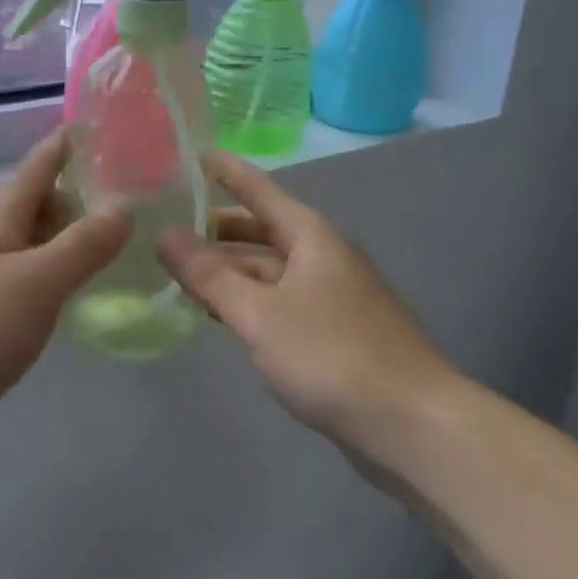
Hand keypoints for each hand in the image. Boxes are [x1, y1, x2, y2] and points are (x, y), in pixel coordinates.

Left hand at [0, 130, 130, 438]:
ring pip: (19, 239)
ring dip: (54, 234)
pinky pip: (16, 276)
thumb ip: (82, 246)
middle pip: (25, 200)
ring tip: (94, 245)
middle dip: (64, 192)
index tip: (96, 125)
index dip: (64, 144)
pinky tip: (58, 295)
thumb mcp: (36, 282)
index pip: (37, 167)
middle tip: (112, 201)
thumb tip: (126, 205)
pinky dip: (43, 273)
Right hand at [158, 151, 462, 445]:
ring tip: (177, 270)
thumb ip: (210, 276)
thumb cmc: (333, 355)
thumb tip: (164, 236)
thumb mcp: (260, 314)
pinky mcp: (332, 332)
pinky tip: (218, 313)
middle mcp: (322, 256)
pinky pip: (278, 301)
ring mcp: (330, 295)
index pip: (259, 189)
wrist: (413, 424)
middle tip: (165, 226)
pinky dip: (245, 299)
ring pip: (267, 269)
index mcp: (311, 237)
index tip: (188, 153)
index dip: (224, 170)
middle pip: (261, 230)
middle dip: (215, 227)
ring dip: (227, 268)